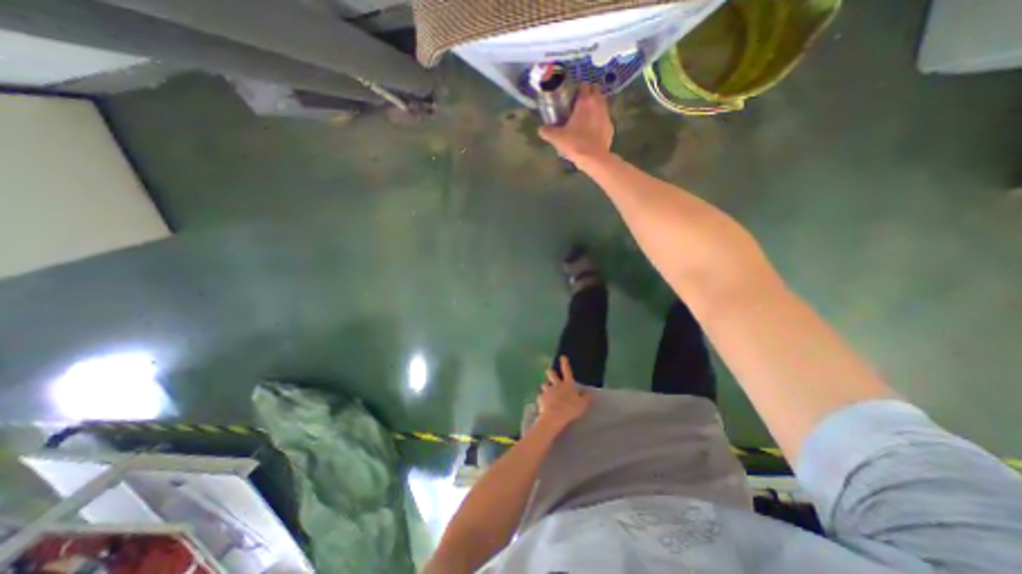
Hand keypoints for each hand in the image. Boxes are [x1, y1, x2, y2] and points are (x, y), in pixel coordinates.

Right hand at [535, 83, 613, 165]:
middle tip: (579, 104)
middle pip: (595, 90)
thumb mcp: (557, 138)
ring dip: (595, 106)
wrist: (594, 158)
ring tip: (586, 116)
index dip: (577, 89)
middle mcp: (598, 104)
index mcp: (585, 101)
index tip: (571, 96)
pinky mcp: (611, 126)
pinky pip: (605, 118)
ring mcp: (607, 115)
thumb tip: (541, 129)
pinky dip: (600, 120)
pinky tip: (593, 129)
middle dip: (589, 93)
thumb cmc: (575, 144)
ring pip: (602, 103)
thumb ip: (547, 131)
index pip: (583, 85)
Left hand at [535, 357, 590, 432]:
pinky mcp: (540, 398)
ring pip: (544, 385)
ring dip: (546, 388)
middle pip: (551, 374)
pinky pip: (540, 397)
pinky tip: (543, 405)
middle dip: (550, 372)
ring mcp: (547, 391)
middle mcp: (556, 385)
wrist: (555, 416)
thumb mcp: (583, 404)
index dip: (565, 363)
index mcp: (567, 384)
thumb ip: (586, 398)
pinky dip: (542, 400)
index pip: (566, 371)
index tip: (562, 357)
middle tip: (550, 373)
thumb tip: (589, 393)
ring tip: (547, 393)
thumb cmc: (571, 409)